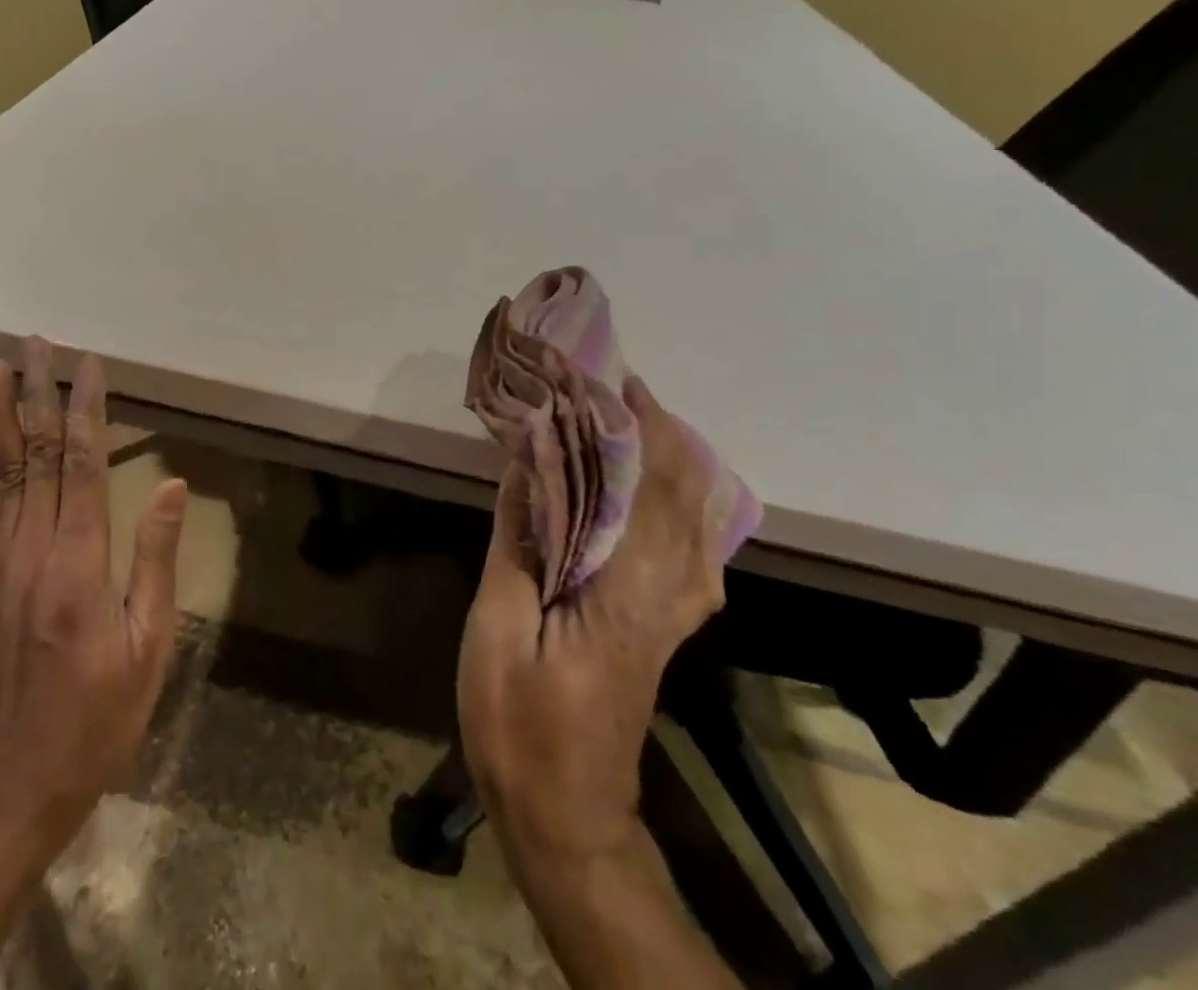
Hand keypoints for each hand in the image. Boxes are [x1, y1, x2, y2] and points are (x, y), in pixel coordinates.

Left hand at [0, 337, 188, 870]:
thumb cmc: (96, 720)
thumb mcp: (148, 648)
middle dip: (39, 393)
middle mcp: (33, 549)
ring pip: (1, 471)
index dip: (87, 409)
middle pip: (38, 455)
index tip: (88, 364)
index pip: (85, 465)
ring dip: (0, 413)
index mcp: (80, 563)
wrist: (11, 784)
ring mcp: (0, 561)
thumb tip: (172, 485)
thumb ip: (157, 561)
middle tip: (36, 343)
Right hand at [457, 376, 724, 876]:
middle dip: (662, 435)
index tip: (615, 383)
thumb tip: (524, 466)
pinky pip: (695, 552)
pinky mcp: (666, 630)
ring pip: (700, 525)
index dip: (639, 432)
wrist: (565, 814)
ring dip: (678, 465)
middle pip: (685, 501)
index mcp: (624, 593)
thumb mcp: (497, 629)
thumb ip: (516, 543)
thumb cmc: (519, 722)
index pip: (649, 493)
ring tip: (639, 423)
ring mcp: (674, 617)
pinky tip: (667, 493)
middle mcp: (666, 598)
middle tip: (621, 390)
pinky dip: (687, 506)